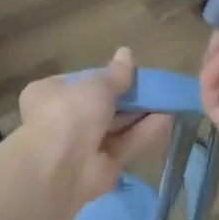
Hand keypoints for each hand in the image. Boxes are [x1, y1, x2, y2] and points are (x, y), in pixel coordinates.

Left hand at [18, 48, 170, 205]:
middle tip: (155, 87)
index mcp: (49, 94)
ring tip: (169, 101)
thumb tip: (126, 52)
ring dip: (140, 114)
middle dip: (128, 98)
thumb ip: (115, 74)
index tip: (129, 73)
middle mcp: (63, 120)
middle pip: (101, 106)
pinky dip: (144, 133)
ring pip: (116, 126)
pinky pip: (125, 145)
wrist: (58, 167)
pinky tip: (168, 119)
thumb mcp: (94, 85)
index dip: (105, 77)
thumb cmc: (69, 113)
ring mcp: (82, 145)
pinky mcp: (102, 167)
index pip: (80, 82)